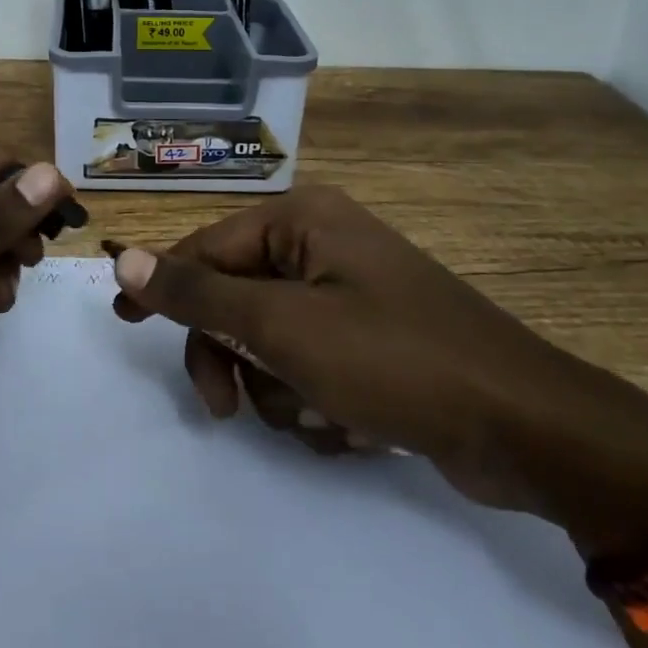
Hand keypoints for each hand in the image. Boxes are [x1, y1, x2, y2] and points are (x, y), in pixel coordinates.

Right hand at [109, 184, 647, 542]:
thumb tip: (124, 257)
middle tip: (225, 409)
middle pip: (235, 298)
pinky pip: (309, 365)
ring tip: (319, 415)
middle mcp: (323, 244)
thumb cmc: (391, 360)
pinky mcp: (371, 340)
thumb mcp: (281, 326)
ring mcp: (350, 294)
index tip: (123, 322)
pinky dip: (314, 400)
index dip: (164, 285)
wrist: (523, 428)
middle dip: (231, 357)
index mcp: (303, 220)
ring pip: (269, 342)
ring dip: (278, 388)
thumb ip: (198, 292)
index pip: (206, 247)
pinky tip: (350, 424)